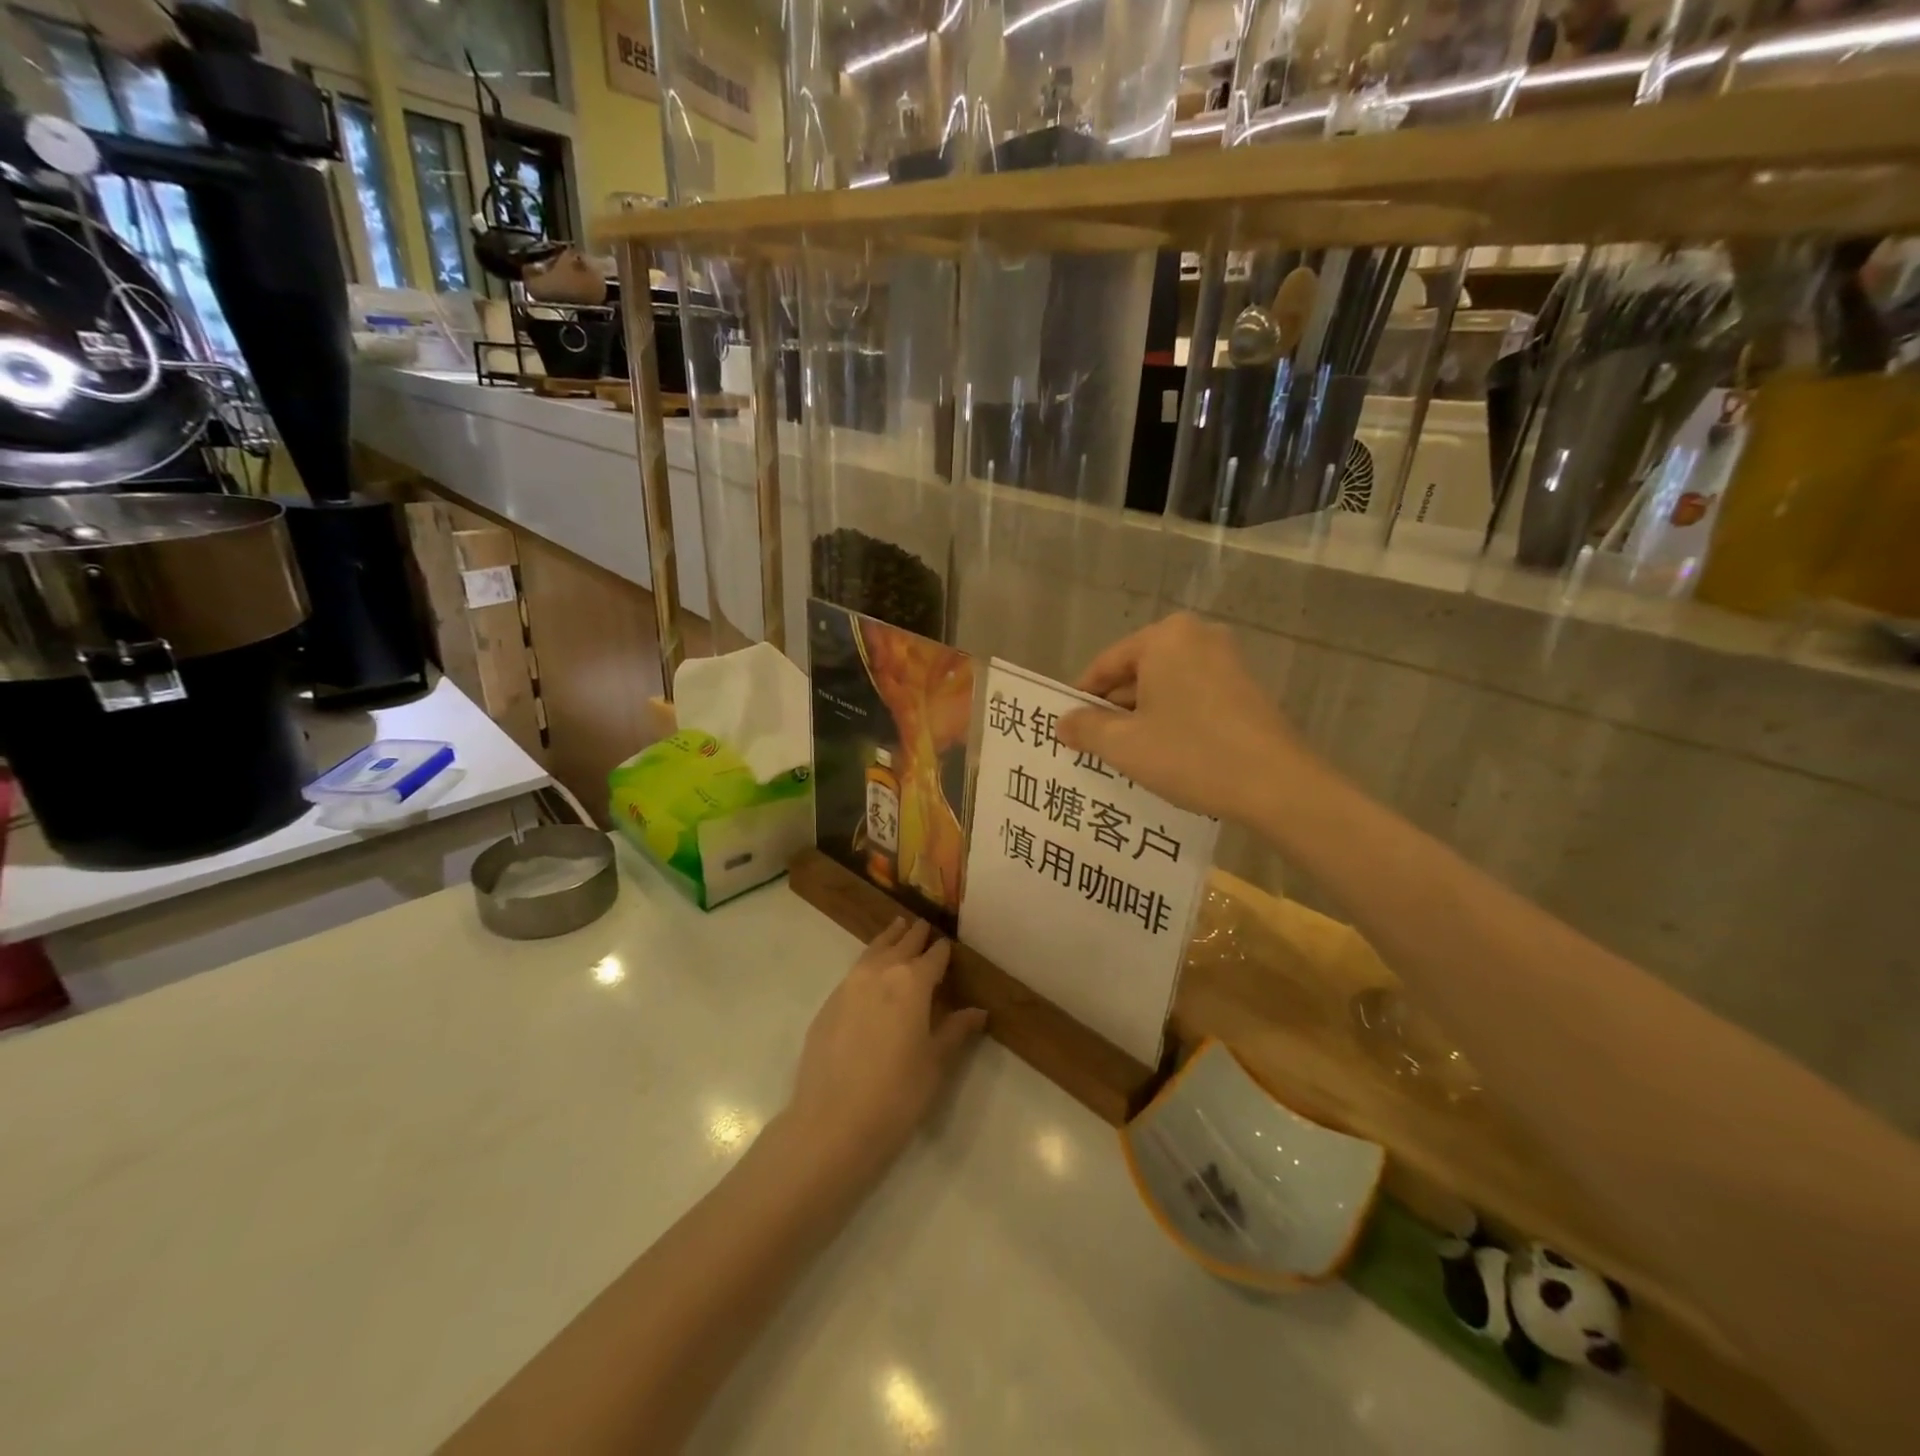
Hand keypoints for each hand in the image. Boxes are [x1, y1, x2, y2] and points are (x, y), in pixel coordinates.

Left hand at [785, 919, 987, 1173]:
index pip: (933, 957)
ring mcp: (848, 986)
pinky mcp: (827, 1005)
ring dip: (888, 939)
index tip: (948, 944)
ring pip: (872, 951)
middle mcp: (879, 973)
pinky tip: (870, 973)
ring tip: (897, 928)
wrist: (833, 1123)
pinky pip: (854, 972)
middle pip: (901, 945)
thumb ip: (955, 1031)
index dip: (942, 950)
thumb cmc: (897, 1094)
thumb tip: (978, 1012)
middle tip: (923, 924)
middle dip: (914, 935)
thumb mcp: (935, 1063)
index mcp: (912, 982)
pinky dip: (867, 962)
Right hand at [1057, 613, 1313, 823]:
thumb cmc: (1191, 754)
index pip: (1106, 664)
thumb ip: (1086, 728)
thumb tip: (1063, 722)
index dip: (1081, 698)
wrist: (1277, 785)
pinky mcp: (1246, 688)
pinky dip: (1173, 719)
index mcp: (1165, 637)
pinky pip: (1192, 697)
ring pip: (1166, 687)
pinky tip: (1165, 754)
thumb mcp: (1124, 745)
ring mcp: (1227, 661)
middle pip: (1137, 672)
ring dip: (1142, 717)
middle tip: (1093, 745)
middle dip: (1114, 709)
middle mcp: (1198, 636)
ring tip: (1125, 755)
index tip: (1067, 728)